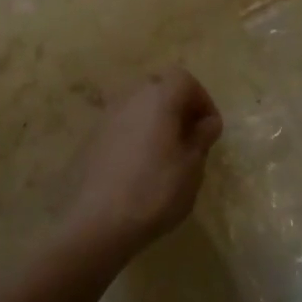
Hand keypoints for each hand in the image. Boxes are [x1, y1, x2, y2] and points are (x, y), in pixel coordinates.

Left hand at [66, 68, 222, 259]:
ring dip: (156, 121)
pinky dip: (136, 135)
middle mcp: (131, 97)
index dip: (202, 99)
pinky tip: (140, 166)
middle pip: (159, 87)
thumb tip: (207, 122)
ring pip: (139, 106)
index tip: (209, 128)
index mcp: (159, 98)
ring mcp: (107, 116)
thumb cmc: (154, 191)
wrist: (97, 223)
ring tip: (166, 154)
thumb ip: (201, 138)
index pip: (184, 78)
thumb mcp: (191, 168)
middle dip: (178, 107)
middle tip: (190, 138)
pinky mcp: (92, 138)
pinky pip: (122, 125)